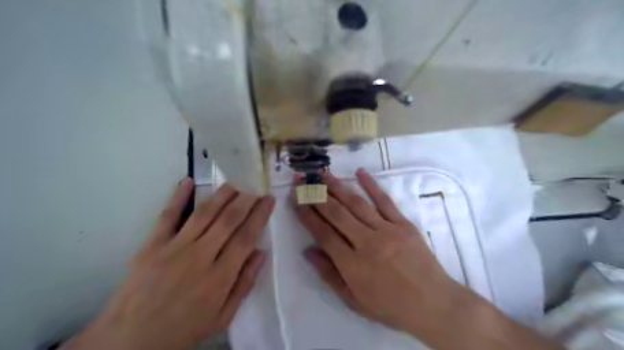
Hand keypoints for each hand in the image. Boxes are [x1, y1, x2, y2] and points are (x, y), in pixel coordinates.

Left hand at [62, 179, 274, 349]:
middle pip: (228, 220)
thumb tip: (261, 252)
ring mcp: (174, 249)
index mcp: (220, 278)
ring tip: (235, 184)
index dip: (260, 215)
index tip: (269, 200)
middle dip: (245, 201)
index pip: (246, 237)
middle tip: (255, 189)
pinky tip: (188, 181)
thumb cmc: (183, 330)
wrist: (129, 342)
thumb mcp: (222, 317)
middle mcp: (200, 258)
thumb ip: (244, 284)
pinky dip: (178, 197)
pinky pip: (167, 216)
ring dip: (222, 195)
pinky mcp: (151, 246)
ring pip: (204, 214)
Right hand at [295, 169, 459, 336]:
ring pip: (356, 204)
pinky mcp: (403, 224)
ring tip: (323, 174)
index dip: (307, 216)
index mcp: (353, 265)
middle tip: (303, 180)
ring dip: (337, 187)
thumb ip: (329, 275)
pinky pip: (385, 201)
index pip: (323, 234)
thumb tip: (308, 251)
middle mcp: (367, 243)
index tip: (296, 200)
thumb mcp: (354, 301)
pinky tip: (360, 172)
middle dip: (316, 195)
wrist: (434, 304)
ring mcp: (387, 230)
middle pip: (336, 214)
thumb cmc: (391, 306)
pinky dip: (371, 185)